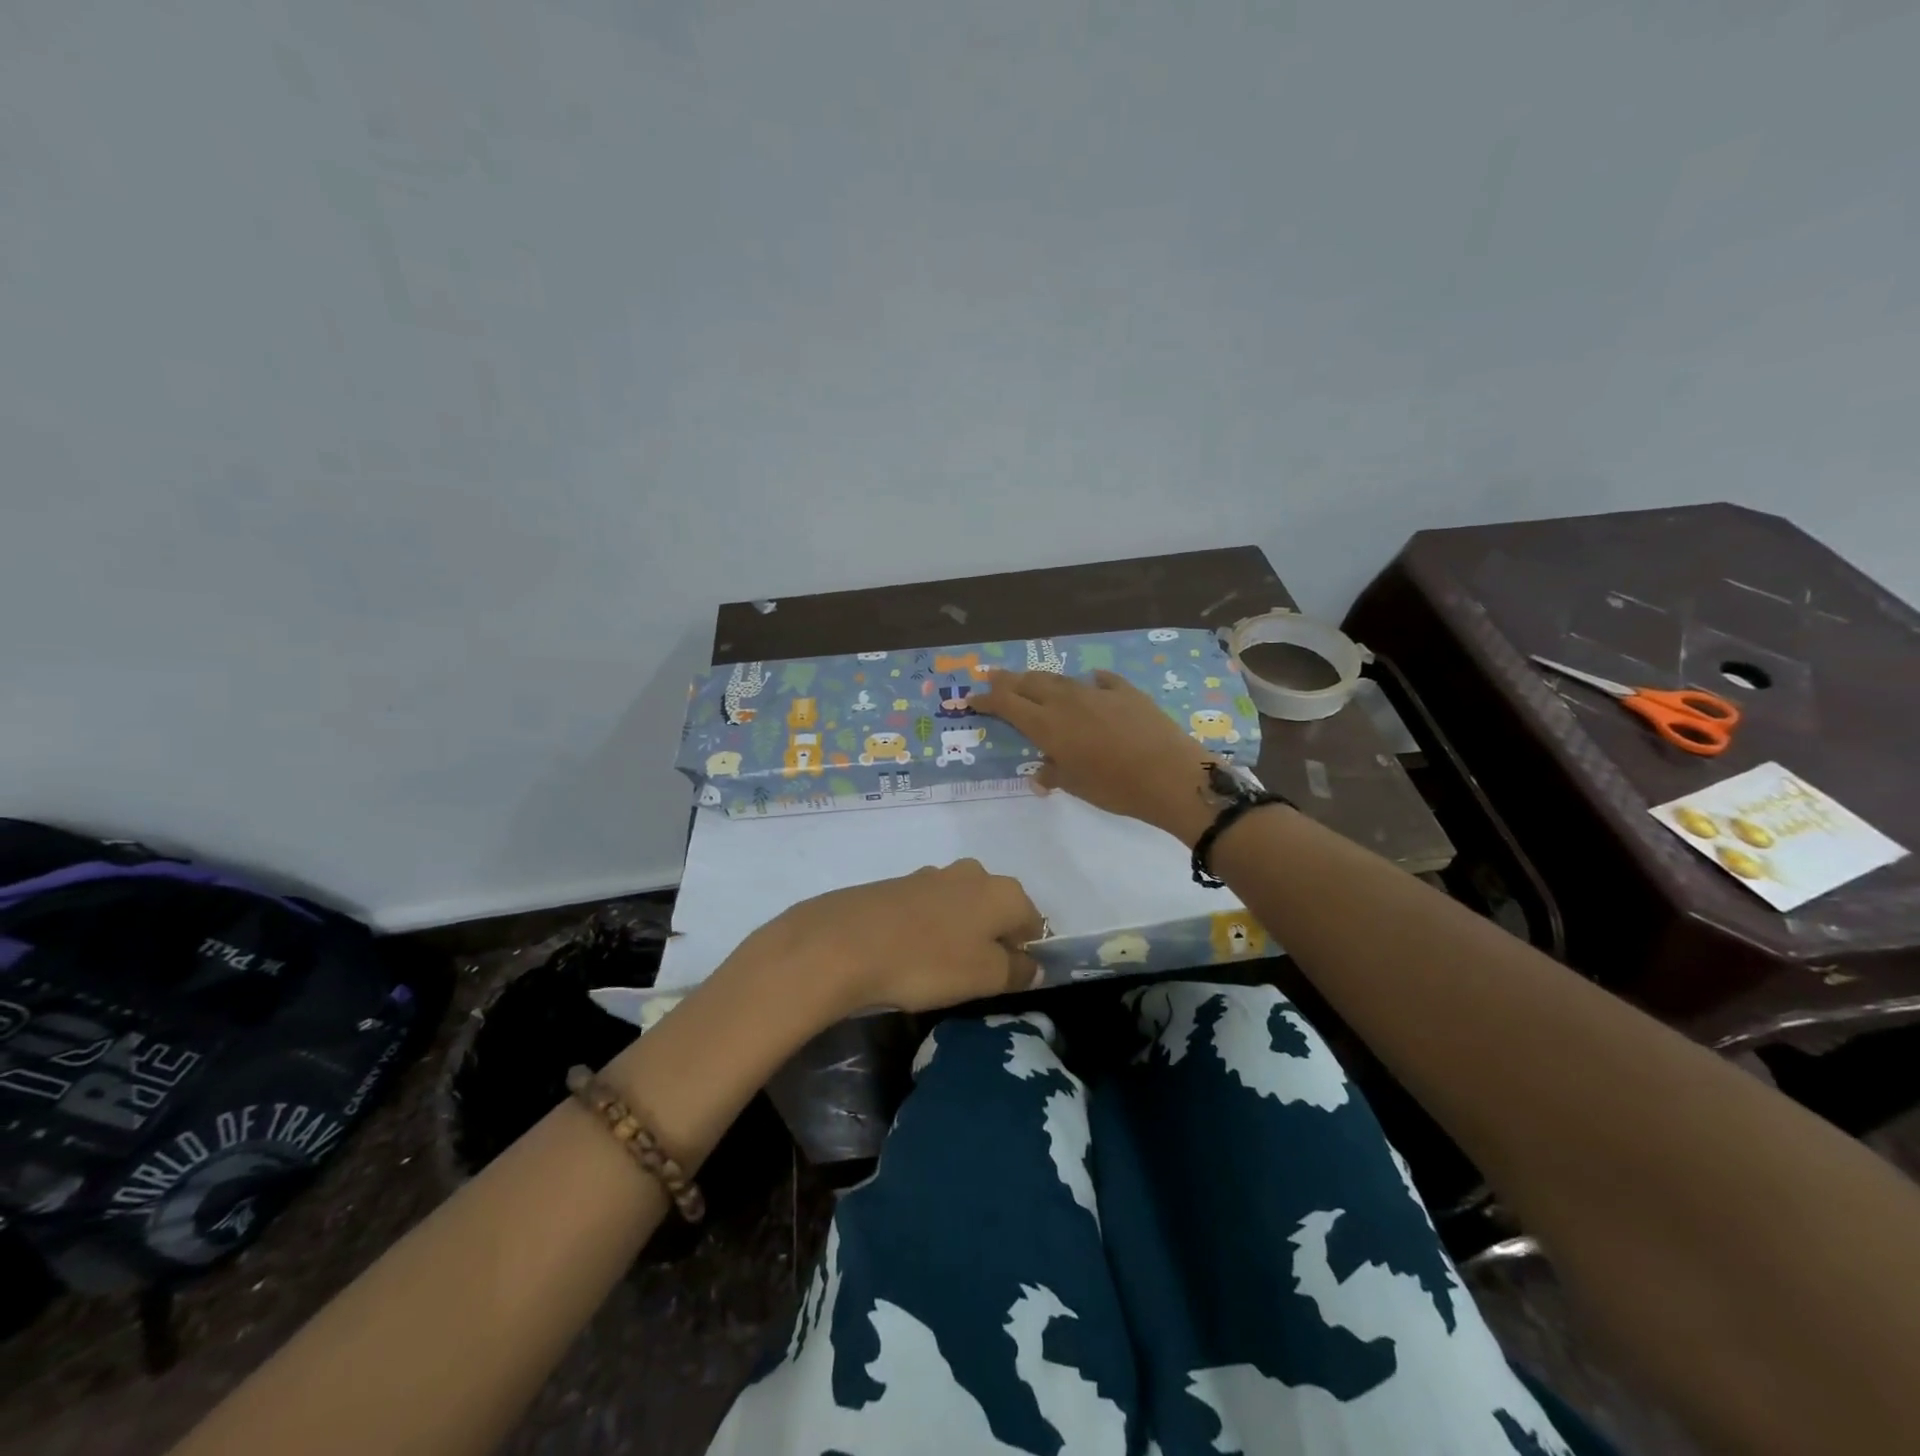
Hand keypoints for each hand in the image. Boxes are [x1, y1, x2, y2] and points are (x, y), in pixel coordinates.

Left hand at [737, 860, 1044, 1017]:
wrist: (845, 942)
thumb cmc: (928, 962)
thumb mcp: (984, 977)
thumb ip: (1017, 971)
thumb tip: (1033, 966)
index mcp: (1004, 891)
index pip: (1033, 922)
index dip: (1026, 953)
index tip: (1007, 981)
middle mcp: (974, 873)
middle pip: (997, 909)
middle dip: (992, 939)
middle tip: (974, 976)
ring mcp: (933, 874)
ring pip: (962, 907)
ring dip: (960, 932)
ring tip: (939, 968)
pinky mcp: (899, 884)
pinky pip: (929, 908)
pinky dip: (929, 928)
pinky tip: (911, 953)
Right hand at [974, 668, 1216, 843]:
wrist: (1170, 775)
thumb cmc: (1115, 787)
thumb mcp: (1076, 786)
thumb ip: (1053, 774)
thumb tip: (1040, 774)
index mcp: (1047, 725)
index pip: (1006, 704)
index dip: (986, 699)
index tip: (970, 699)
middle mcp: (1066, 701)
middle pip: (1029, 683)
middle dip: (1007, 680)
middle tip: (992, 677)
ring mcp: (1097, 693)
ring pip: (1060, 679)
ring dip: (1041, 680)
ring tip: (1033, 681)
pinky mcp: (1126, 692)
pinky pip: (1101, 681)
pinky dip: (1089, 682)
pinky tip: (1091, 682)